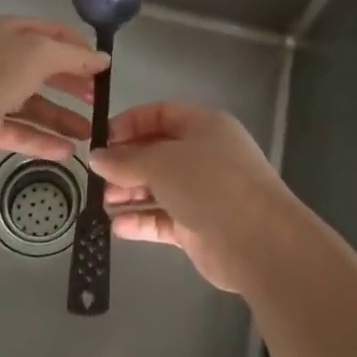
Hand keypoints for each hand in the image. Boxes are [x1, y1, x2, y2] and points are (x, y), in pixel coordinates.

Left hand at [0, 15, 108, 170]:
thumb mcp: (39, 55)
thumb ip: (73, 57)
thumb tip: (103, 59)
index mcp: (9, 32)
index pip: (52, 33)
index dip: (79, 49)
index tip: (104, 69)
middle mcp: (0, 59)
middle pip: (45, 70)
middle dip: (74, 85)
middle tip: (100, 101)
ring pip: (34, 104)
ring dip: (62, 118)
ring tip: (90, 134)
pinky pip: (20, 131)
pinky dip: (43, 140)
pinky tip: (67, 152)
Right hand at [91, 101, 302, 293]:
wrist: (259, 241)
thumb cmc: (211, 184)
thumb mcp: (163, 163)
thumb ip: (127, 160)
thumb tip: (97, 158)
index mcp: (204, 126)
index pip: (161, 114)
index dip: (130, 124)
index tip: (101, 141)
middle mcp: (204, 155)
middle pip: (158, 152)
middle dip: (126, 163)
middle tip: (98, 178)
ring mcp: (203, 192)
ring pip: (159, 187)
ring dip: (130, 193)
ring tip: (103, 203)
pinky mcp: (199, 227)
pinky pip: (164, 219)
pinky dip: (141, 221)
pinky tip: (116, 227)